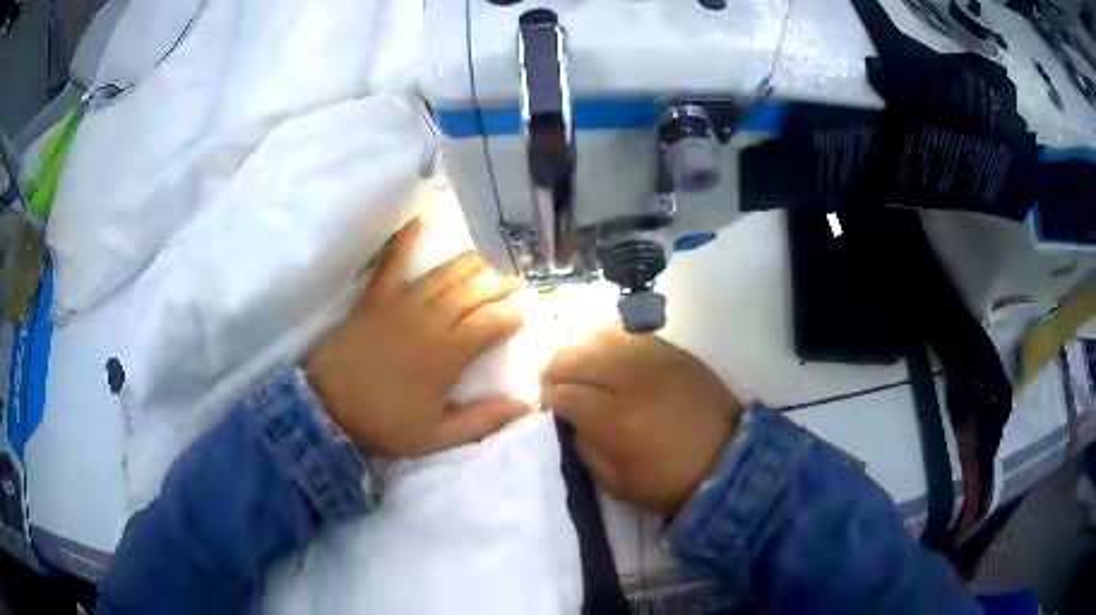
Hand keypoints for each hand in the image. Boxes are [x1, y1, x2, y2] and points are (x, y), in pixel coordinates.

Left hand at [306, 219, 528, 457]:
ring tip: (489, 260)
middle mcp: (430, 320)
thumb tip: (525, 406)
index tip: (523, 315)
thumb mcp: (437, 437)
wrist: (327, 409)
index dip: (512, 316)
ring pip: (445, 273)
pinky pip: (392, 261)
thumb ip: (482, 420)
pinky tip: (419, 219)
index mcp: (447, 354)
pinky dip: (405, 239)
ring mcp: (401, 303)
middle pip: (474, 291)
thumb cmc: (384, 424)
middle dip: (500, 284)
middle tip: (515, 284)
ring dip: (472, 264)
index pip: (492, 322)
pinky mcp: (376, 297)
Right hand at [541, 329, 740, 513]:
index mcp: (614, 421)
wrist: (728, 462)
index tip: (547, 403)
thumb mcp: (616, 483)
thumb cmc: (669, 482)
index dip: (549, 397)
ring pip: (602, 338)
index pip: (565, 394)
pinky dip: (610, 340)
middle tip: (553, 381)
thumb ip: (586, 448)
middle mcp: (631, 381)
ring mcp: (655, 361)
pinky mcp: (674, 352)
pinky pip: (632, 334)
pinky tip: (605, 352)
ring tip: (576, 364)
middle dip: (556, 368)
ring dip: (580, 350)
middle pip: (577, 357)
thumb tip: (571, 418)